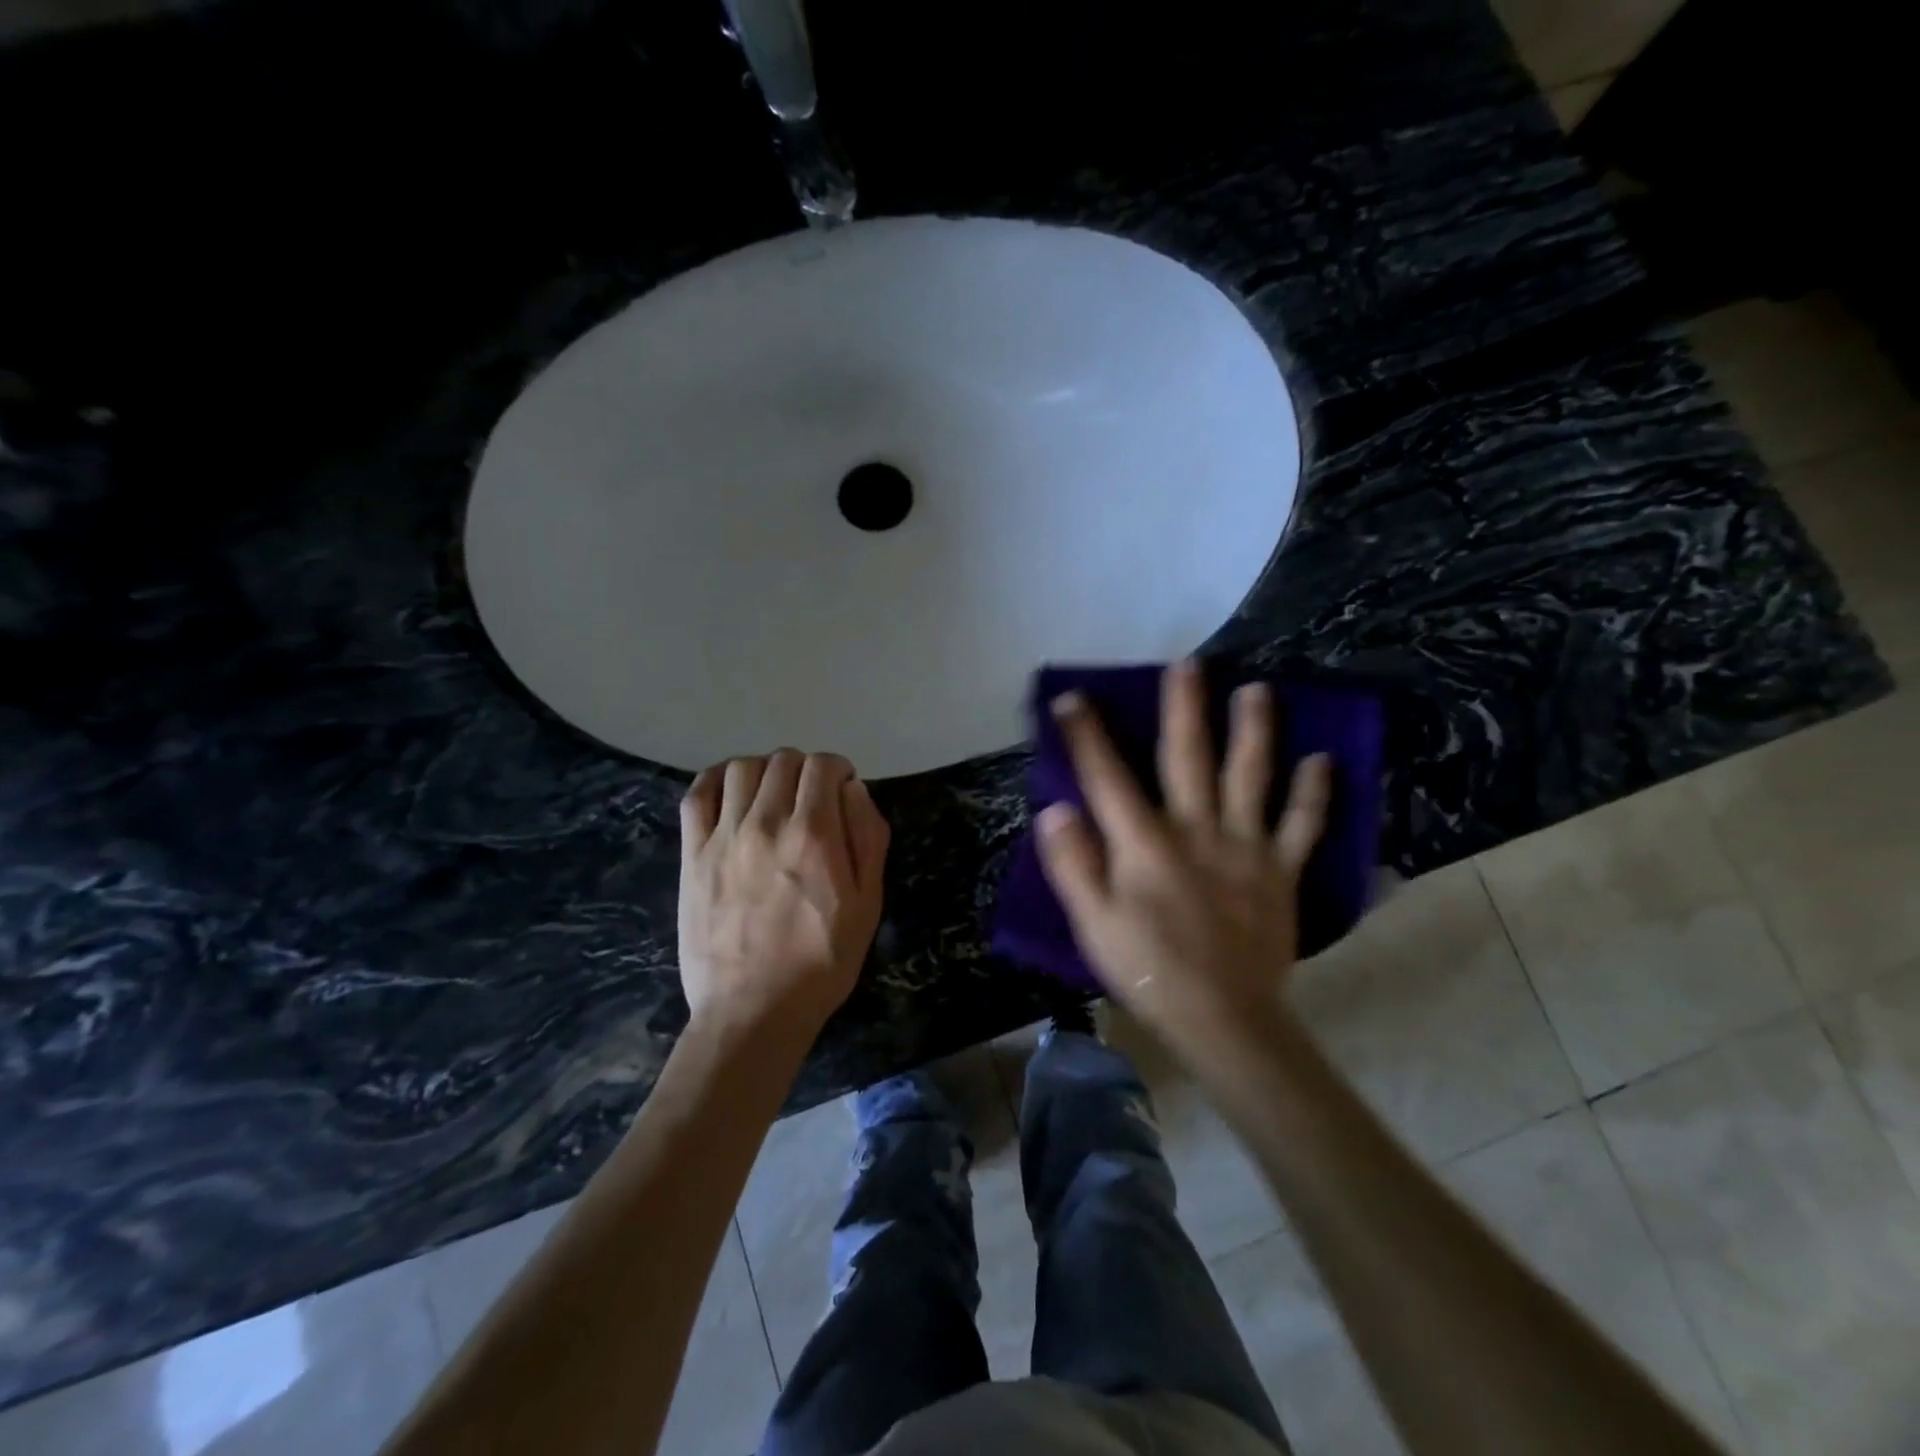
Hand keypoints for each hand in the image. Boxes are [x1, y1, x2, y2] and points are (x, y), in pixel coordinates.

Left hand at [677, 750, 889, 1031]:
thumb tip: (852, 789)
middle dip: (805, 769)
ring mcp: (724, 837)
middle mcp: (767, 824)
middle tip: (812, 796)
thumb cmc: (822, 961)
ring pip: (742, 768)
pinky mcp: (693, 854)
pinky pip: (697, 795)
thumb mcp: (868, 904)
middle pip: (784, 760)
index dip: (837, 769)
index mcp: (814, 835)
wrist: (753, 1010)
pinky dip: (716, 780)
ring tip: (773, 795)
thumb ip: (867, 837)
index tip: (842, 789)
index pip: (822, 766)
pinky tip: (731, 792)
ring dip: (765, 770)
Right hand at [1036, 660, 1331, 1057]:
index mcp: (1145, 844)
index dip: (1086, 736)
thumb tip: (1056, 808)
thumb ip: (1073, 864)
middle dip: (1183, 709)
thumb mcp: (1093, 924)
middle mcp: (1196, 830)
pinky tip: (1323, 760)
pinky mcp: (1281, 872)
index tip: (1073, 698)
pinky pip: (1301, 826)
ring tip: (1257, 689)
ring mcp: (1245, 848)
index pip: (1107, 778)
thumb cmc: (1148, 971)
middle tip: (1187, 664)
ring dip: (1254, 730)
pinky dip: (1314, 793)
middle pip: (1187, 758)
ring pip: (1251, 777)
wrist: (1224, 1019)